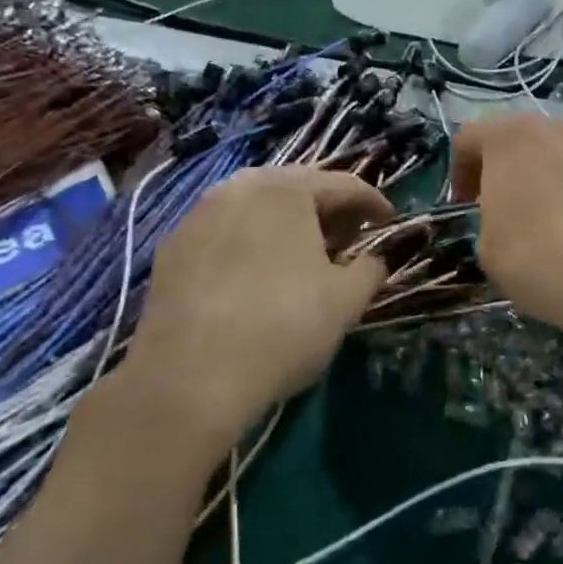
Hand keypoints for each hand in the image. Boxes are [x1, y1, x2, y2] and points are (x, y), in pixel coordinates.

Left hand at [121, 168, 391, 444]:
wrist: (188, 378)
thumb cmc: (282, 326)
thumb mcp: (346, 300)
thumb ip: (372, 268)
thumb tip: (378, 258)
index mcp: (287, 188)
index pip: (345, 185)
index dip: (374, 204)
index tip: (390, 223)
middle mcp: (240, 187)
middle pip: (298, 189)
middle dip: (329, 211)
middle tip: (350, 239)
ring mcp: (199, 215)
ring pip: (257, 209)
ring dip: (288, 226)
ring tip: (306, 257)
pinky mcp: (172, 248)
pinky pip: (226, 233)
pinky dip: (251, 243)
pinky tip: (258, 276)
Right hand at [451, 116, 562, 356]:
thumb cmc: (542, 259)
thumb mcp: (488, 249)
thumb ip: (489, 217)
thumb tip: (510, 214)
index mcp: (509, 137)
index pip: (469, 138)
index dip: (460, 171)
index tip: (465, 204)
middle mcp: (554, 125)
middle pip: (517, 138)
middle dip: (505, 168)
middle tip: (503, 208)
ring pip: (557, 151)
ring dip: (544, 175)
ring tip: (548, 217)